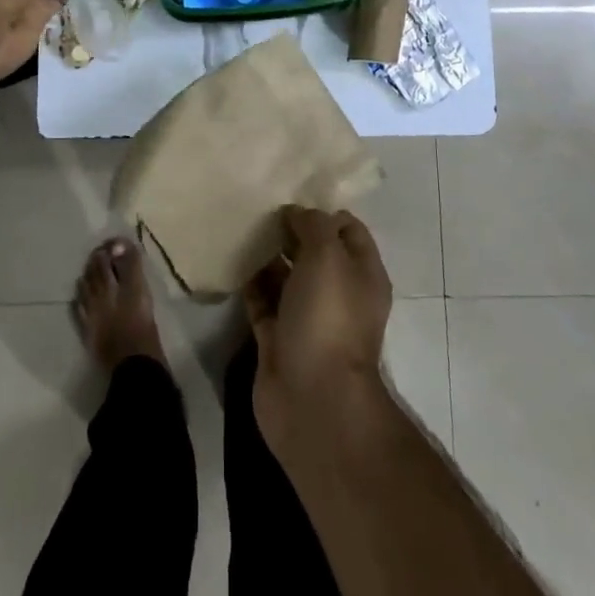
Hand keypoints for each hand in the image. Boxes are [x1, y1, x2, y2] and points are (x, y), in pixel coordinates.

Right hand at [243, 206, 393, 454]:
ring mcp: (307, 318)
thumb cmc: (328, 318)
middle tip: (258, 208)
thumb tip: (296, 214)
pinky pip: (263, 302)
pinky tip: (232, 261)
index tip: (291, 197)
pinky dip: (251, 284)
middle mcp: (337, 294)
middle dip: (290, 231)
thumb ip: (314, 225)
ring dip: (267, 256)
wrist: (312, 398)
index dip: (324, 211)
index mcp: (362, 274)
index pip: (348, 230)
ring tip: (241, 228)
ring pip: (286, 277)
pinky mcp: (278, 338)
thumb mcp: (328, 256)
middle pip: (314, 252)